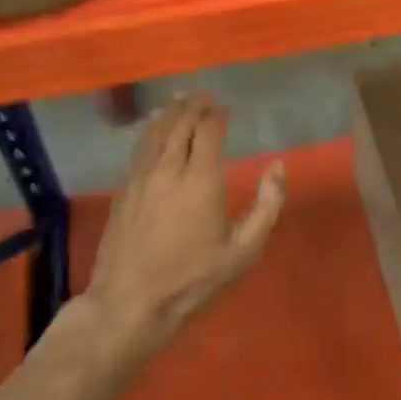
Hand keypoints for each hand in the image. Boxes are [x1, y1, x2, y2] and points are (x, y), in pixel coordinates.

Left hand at [83, 93, 286, 362]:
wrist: (129, 304)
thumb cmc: (193, 279)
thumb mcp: (244, 250)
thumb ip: (266, 205)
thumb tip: (277, 166)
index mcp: (201, 180)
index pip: (209, 131)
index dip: (218, 115)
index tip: (226, 108)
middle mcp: (169, 169)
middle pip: (180, 124)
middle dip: (194, 106)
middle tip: (204, 95)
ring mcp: (141, 179)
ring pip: (155, 132)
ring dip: (169, 113)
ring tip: (179, 100)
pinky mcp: (123, 192)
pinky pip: (139, 149)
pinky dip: (150, 131)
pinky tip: (153, 130)